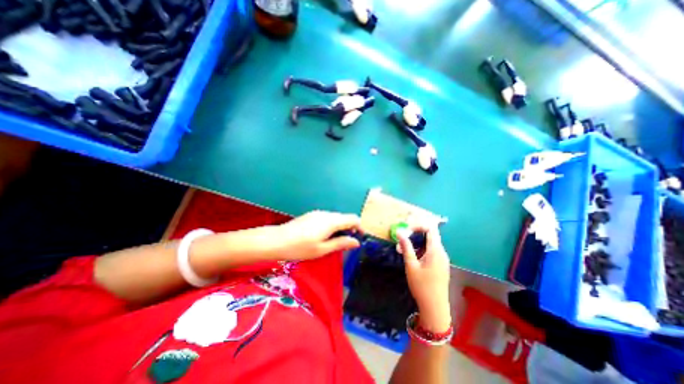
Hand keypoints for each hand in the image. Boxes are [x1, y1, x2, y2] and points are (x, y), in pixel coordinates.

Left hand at [272, 209, 362, 260]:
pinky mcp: (311, 215)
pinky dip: (332, 225)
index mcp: (331, 221)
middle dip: (350, 228)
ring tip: (336, 241)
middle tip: (347, 243)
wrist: (276, 240)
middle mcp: (326, 214)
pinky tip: (324, 236)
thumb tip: (356, 241)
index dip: (360, 227)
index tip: (360, 238)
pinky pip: (327, 218)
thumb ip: (341, 243)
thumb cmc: (300, 248)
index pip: (353, 218)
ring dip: (340, 227)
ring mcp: (318, 213)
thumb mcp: (322, 249)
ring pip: (336, 217)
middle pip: (344, 217)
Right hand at [396, 225, 452, 331]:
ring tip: (402, 250)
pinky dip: (420, 249)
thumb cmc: (422, 286)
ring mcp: (442, 259)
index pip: (430, 229)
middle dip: (414, 234)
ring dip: (415, 243)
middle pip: (429, 235)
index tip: (406, 229)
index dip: (418, 225)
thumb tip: (400, 231)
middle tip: (400, 240)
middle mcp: (441, 252)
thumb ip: (406, 247)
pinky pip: (430, 251)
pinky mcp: (440, 265)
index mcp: (436, 250)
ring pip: (429, 243)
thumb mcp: (411, 265)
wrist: (435, 308)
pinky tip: (411, 257)